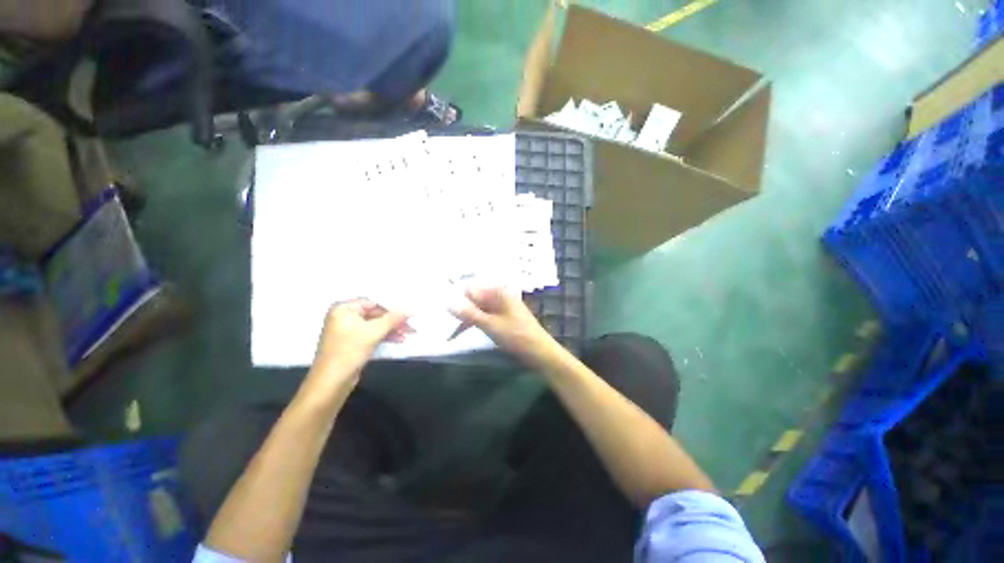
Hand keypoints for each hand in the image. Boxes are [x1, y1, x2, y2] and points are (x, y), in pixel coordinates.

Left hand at [310, 299, 409, 384]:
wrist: (331, 383)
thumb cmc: (349, 351)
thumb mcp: (374, 332)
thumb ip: (393, 318)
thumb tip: (410, 310)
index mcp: (343, 309)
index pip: (373, 303)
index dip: (392, 308)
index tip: (408, 313)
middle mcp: (343, 317)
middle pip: (375, 314)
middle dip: (393, 320)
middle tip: (411, 325)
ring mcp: (347, 331)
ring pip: (375, 325)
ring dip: (392, 329)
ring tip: (409, 333)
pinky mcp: (351, 343)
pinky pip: (371, 334)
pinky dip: (384, 336)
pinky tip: (399, 339)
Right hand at [451, 287, 556, 365]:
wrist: (540, 352)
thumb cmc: (517, 336)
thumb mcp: (490, 325)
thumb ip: (469, 314)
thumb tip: (448, 302)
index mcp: (498, 292)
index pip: (470, 289)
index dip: (457, 299)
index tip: (442, 312)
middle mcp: (499, 296)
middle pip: (474, 299)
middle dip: (460, 310)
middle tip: (443, 324)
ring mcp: (501, 307)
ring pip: (477, 308)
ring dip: (466, 318)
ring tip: (451, 332)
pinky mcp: (502, 317)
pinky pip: (484, 316)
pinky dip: (474, 323)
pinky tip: (463, 332)